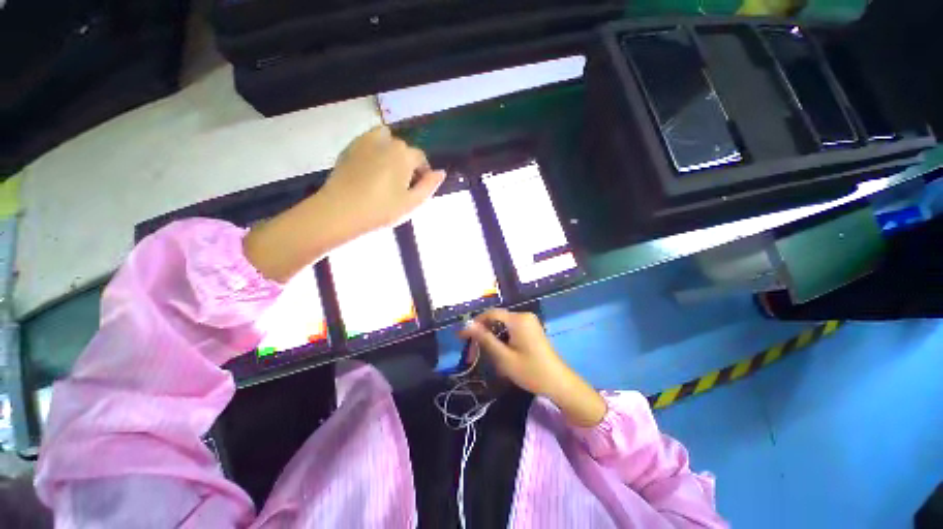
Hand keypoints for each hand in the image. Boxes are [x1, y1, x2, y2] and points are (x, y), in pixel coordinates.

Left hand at [244, 126, 443, 282]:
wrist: (340, 212)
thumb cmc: (381, 210)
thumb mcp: (412, 203)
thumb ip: (429, 186)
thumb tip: (441, 172)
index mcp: (404, 155)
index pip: (421, 158)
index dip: (422, 173)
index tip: (417, 189)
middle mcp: (386, 142)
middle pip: (403, 149)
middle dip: (406, 164)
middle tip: (400, 187)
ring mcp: (365, 142)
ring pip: (386, 140)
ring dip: (390, 152)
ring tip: (386, 173)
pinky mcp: (349, 148)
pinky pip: (368, 142)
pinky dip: (374, 150)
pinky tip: (370, 170)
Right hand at [460, 309, 606, 426]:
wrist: (558, 383)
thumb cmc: (530, 371)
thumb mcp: (504, 357)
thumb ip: (485, 338)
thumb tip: (467, 324)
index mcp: (518, 319)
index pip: (490, 314)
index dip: (474, 324)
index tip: (461, 337)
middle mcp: (523, 316)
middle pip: (496, 320)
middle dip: (482, 334)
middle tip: (471, 353)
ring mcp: (529, 322)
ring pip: (502, 326)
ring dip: (491, 339)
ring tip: (483, 356)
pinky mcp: (531, 330)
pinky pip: (510, 330)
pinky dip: (501, 339)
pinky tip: (498, 353)